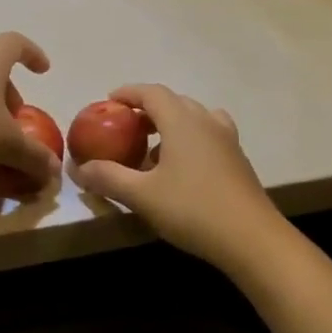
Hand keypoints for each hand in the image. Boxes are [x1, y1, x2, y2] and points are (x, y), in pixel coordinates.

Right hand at [68, 84, 273, 266]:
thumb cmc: (193, 210)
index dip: (127, 93)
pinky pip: (208, 136)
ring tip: (152, 149)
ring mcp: (227, 140)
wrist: (253, 240)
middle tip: (125, 128)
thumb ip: (107, 177)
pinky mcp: (238, 160)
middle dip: (147, 109)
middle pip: (174, 102)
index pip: (151, 92)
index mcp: (182, 121)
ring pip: (194, 118)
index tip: (108, 102)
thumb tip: (77, 169)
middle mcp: (206, 122)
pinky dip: (189, 140)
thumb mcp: (141, 195)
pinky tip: (180, 169)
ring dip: (170, 124)